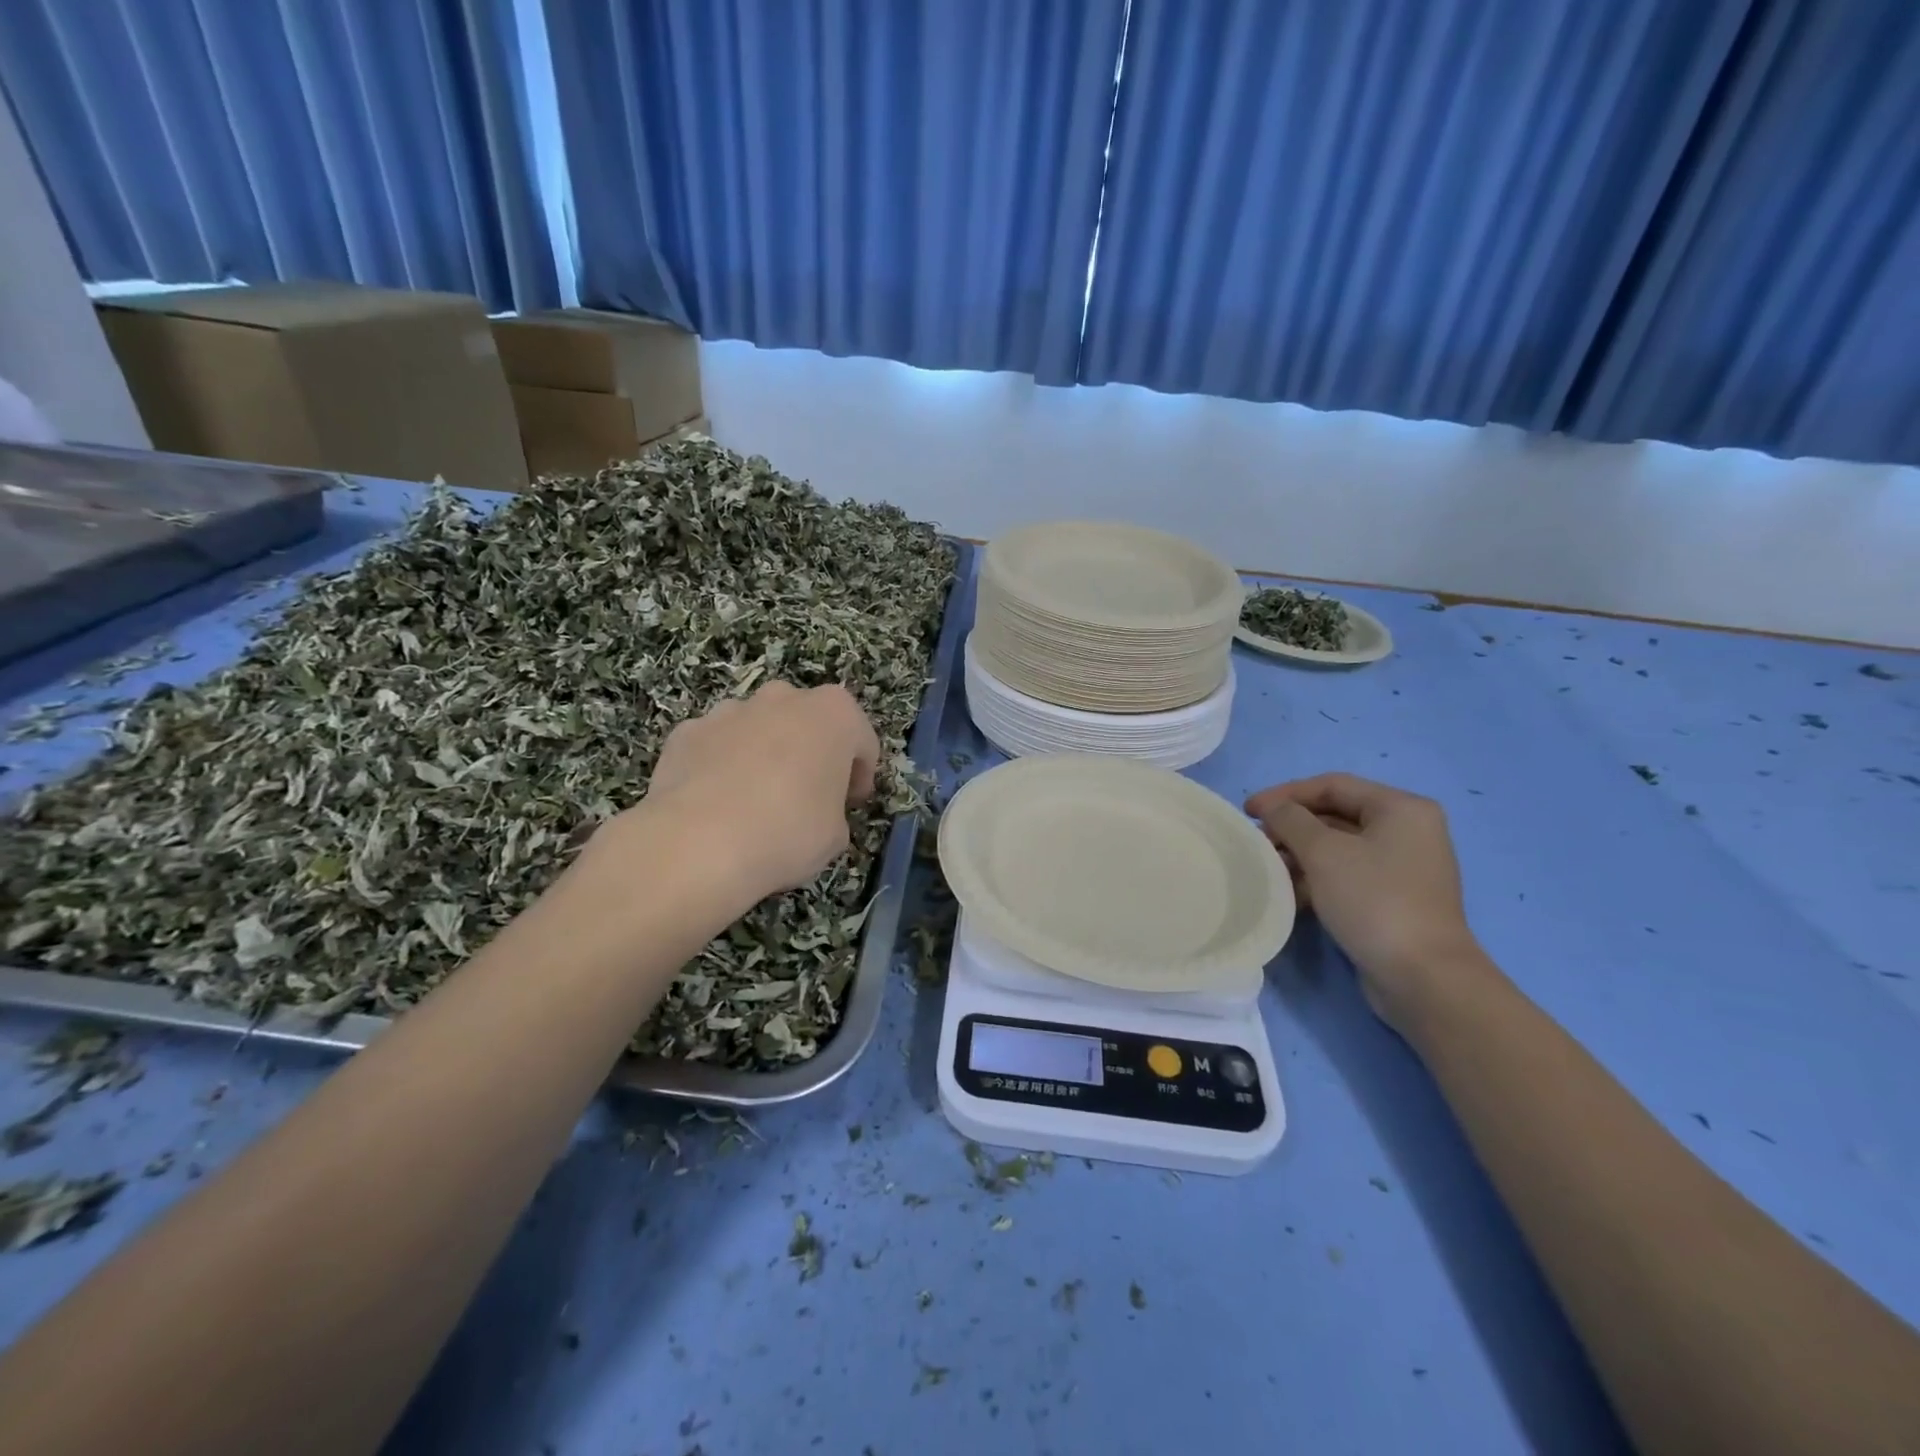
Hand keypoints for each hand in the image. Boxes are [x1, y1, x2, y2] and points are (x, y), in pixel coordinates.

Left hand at [600, 682, 880, 908]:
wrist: (698, 844)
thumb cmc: (788, 832)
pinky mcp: (687, 732)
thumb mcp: (836, 834)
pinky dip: (721, 766)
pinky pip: (716, 746)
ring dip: (764, 754)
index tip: (851, 803)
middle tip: (808, 796)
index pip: (861, 740)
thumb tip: (817, 811)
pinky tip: (717, 805)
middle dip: (810, 752)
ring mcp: (729, 710)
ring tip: (756, 801)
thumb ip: (834, 810)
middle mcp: (783, 699)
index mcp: (834, 714)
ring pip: (759, 728)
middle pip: (808, 722)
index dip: (860, 774)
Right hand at [1245, 773, 1489, 1027]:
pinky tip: (1289, 895)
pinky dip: (1316, 879)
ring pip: (1337, 848)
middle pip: (1335, 815)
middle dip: (1291, 827)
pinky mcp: (1392, 899)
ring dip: (1299, 855)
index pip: (1332, 785)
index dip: (1285, 794)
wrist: (1422, 977)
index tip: (1248, 811)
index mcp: (1401, 808)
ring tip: (1268, 870)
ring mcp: (1402, 868)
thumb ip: (1290, 819)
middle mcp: (1406, 831)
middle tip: (1257, 842)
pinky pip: (1346, 875)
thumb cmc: (1374, 900)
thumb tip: (1273, 810)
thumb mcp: (1323, 852)